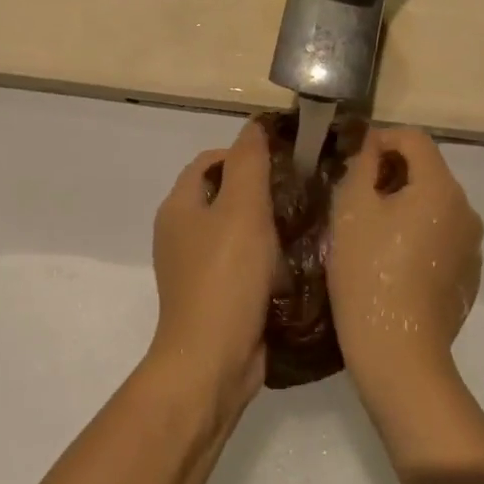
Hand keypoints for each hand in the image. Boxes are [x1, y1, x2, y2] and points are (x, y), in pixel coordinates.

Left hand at [146, 119, 277, 410]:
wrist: (213, 358)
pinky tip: (294, 266)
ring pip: (235, 233)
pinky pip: (242, 265)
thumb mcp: (242, 210)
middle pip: (224, 197)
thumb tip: (254, 125)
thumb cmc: (226, 278)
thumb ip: (249, 163)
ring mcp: (195, 269)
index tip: (287, 161)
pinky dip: (265, 261)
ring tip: (305, 227)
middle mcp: (180, 234)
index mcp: (179, 207)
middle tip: (302, 194)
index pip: (211, 162)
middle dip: (262, 192)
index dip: (245, 154)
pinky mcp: (214, 297)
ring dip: (267, 228)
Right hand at [329, 127, 483, 412]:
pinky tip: (392, 267)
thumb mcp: (351, 211)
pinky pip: (442, 241)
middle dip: (391, 176)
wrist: (397, 350)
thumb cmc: (368, 272)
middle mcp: (467, 211)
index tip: (351, 161)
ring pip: (434, 209)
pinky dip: (418, 240)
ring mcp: (472, 247)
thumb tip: (371, 145)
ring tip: (370, 236)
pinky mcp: (468, 277)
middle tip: (353, 200)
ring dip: (405, 209)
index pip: (414, 139)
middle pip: (427, 173)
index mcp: (441, 188)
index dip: (380, 139)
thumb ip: (361, 166)